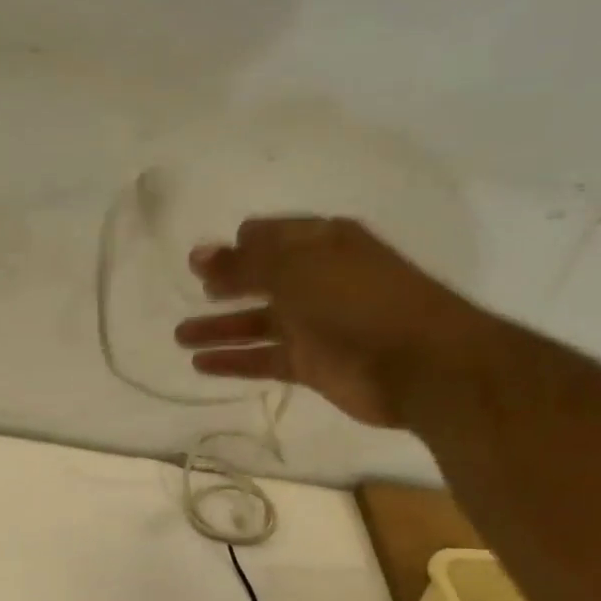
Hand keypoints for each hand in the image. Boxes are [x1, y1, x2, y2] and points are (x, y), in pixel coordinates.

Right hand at [175, 216, 492, 428]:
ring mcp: (315, 324)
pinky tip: (201, 364)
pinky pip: (264, 358)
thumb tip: (199, 254)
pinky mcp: (312, 363)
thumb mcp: (294, 270)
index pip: (272, 237)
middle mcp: (317, 280)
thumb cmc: (357, 300)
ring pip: (257, 322)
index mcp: (322, 244)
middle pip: (261, 280)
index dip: (239, 245)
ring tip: (181, 335)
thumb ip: (243, 264)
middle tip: (193, 289)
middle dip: (226, 284)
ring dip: (220, 328)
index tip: (204, 258)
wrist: (419, 362)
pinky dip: (234, 360)